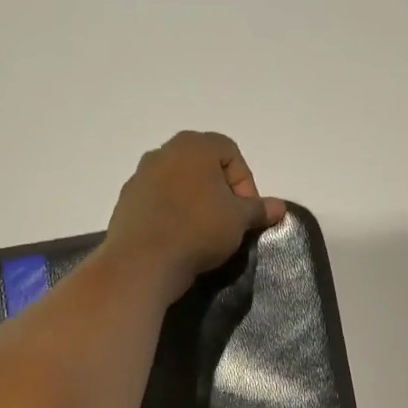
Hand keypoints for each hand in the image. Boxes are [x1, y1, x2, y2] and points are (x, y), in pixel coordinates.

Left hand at [106, 132, 286, 298]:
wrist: (144, 261)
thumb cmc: (199, 230)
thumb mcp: (239, 221)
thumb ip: (259, 209)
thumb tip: (280, 207)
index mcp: (193, 146)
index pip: (231, 153)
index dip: (246, 183)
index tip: (247, 213)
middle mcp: (163, 152)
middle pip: (203, 167)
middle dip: (220, 193)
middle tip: (229, 223)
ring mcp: (140, 176)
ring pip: (179, 185)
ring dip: (195, 204)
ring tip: (203, 234)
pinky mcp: (127, 203)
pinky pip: (158, 204)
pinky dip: (172, 216)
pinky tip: (178, 241)